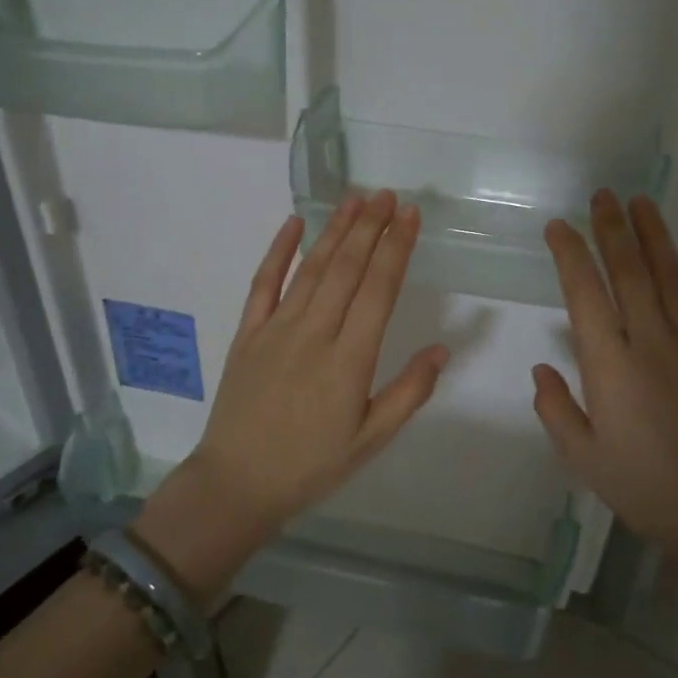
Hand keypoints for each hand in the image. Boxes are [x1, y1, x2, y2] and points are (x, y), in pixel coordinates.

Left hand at [137, 192, 447, 596]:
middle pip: (346, 268)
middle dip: (370, 227)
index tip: (410, 215)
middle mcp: (314, 334)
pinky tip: (293, 224)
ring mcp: (276, 329)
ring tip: (355, 200)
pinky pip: (263, 283)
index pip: (378, 290)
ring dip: (334, 230)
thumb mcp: (370, 440)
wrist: (236, 483)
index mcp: (349, 360)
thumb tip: (441, 349)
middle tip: (387, 195)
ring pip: (311, 269)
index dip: (396, 248)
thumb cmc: (310, 466)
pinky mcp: (247, 333)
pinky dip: (278, 251)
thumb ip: (408, 392)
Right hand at [532, 191, 677, 570]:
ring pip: (672, 277)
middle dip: (612, 230)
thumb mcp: (583, 457)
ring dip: (655, 236)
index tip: (558, 227)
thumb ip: (557, 409)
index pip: (585, 294)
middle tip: (601, 196)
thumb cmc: (644, 487)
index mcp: (610, 366)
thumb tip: (542, 368)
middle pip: (630, 273)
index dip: (571, 255)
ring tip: (642, 202)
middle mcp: (651, 343)